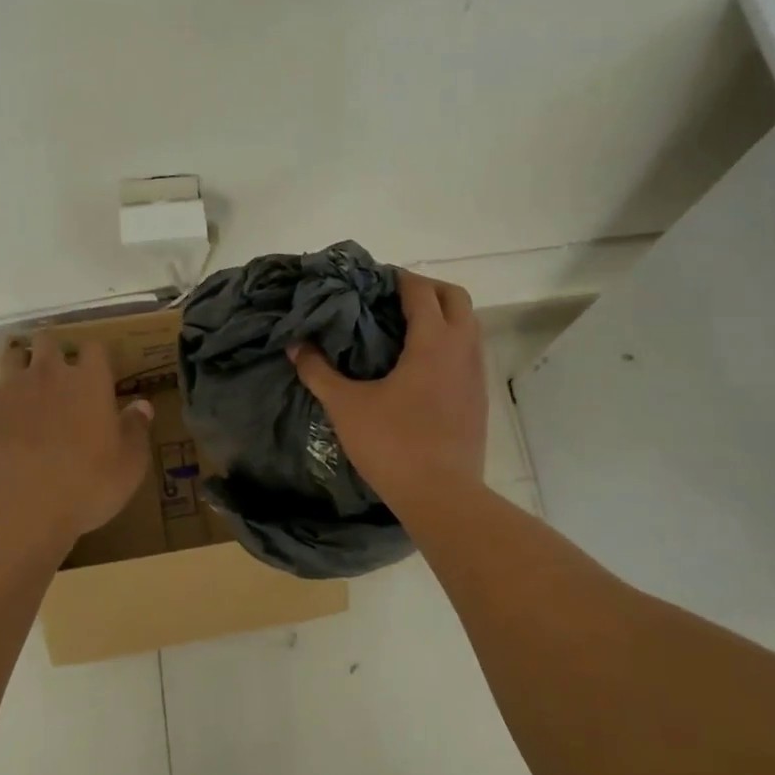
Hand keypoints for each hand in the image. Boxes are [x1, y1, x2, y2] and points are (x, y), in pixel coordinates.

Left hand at [0, 333, 154, 546]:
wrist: (17, 509)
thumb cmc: (85, 488)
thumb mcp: (129, 466)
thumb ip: (136, 430)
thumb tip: (142, 405)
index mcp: (90, 383)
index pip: (95, 348)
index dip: (95, 355)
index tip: (97, 371)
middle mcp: (48, 374)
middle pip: (48, 341)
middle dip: (52, 351)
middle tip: (57, 374)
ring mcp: (8, 388)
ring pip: (11, 355)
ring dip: (19, 364)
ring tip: (23, 386)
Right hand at [290, 272, 487, 506]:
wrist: (441, 495)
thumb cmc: (393, 444)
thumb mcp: (346, 406)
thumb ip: (319, 372)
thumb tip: (295, 346)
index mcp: (433, 341)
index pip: (420, 290)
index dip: (396, 279)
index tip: (371, 282)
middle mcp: (463, 349)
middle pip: (454, 297)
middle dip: (425, 290)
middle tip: (391, 301)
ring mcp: (476, 374)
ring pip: (468, 326)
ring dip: (441, 317)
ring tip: (404, 332)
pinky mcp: (478, 399)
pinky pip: (468, 354)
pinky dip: (448, 345)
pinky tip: (420, 369)